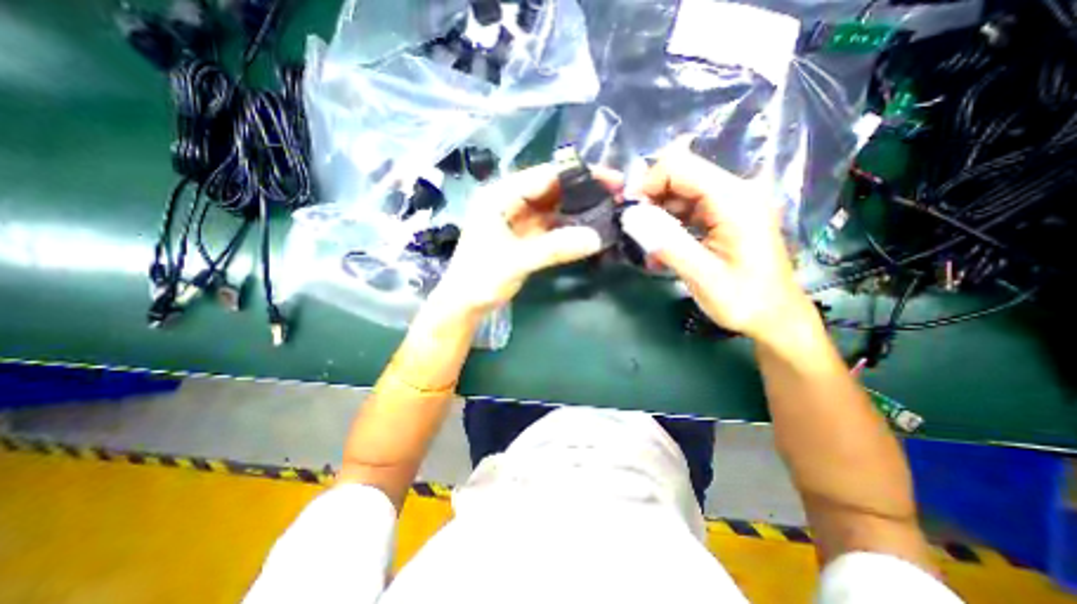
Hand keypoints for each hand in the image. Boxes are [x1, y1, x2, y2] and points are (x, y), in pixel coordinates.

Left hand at [432, 165, 622, 315]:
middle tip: (616, 193)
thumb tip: (596, 238)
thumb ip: (555, 248)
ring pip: (553, 207)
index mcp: (499, 196)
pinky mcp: (525, 236)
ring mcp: (518, 219)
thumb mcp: (516, 261)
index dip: (578, 175)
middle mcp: (509, 201)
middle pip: (551, 189)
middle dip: (582, 190)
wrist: (464, 304)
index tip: (610, 178)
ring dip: (578, 208)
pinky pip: (551, 225)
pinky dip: (569, 227)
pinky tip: (589, 228)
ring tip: (608, 209)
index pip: (544, 176)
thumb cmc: (480, 279)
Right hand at [624, 145, 816, 347]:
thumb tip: (630, 217)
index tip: (626, 209)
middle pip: (679, 175)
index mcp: (734, 200)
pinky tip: (657, 244)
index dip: (646, 182)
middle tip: (628, 224)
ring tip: (640, 239)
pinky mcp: (724, 216)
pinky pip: (687, 208)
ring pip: (680, 191)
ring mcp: (730, 203)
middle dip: (648, 196)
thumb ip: (666, 243)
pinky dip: (667, 222)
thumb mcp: (702, 276)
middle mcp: (735, 192)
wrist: (775, 316)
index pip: (680, 167)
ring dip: (655, 211)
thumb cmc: (744, 300)